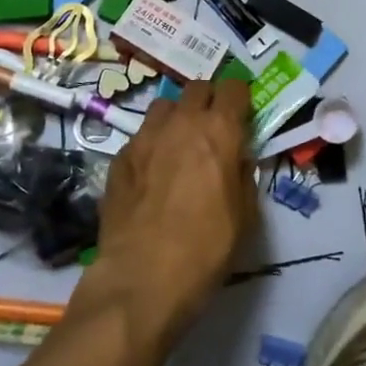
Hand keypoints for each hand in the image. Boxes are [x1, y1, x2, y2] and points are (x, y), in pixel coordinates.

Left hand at [83, 78, 256, 343]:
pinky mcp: (119, 157)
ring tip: (180, 144)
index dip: (239, 97)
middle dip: (208, 101)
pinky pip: (141, 136)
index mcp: (218, 131)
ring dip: (177, 117)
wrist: (142, 278)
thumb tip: (238, 159)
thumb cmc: (206, 249)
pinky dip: (152, 145)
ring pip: (164, 106)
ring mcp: (145, 137)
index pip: (233, 88)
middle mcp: (181, 122)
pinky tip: (152, 173)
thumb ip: (244, 176)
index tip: (242, 113)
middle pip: (196, 88)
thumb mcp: (245, 216)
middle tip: (213, 127)